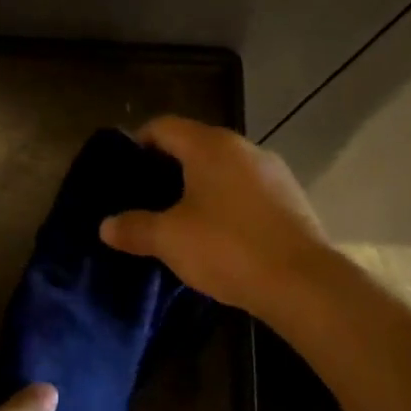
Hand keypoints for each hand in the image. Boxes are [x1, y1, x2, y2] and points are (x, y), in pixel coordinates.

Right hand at [98, 115, 330, 318]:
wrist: (304, 283)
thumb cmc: (228, 248)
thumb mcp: (170, 239)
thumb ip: (134, 228)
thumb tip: (106, 226)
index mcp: (210, 145)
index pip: (163, 126)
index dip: (137, 143)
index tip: (123, 171)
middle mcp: (243, 148)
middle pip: (194, 145)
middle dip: (167, 168)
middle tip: (145, 198)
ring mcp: (273, 172)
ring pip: (223, 169)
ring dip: (199, 187)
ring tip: (179, 219)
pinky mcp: (291, 198)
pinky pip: (246, 190)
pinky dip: (226, 202)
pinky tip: (218, 234)